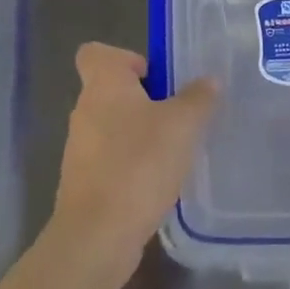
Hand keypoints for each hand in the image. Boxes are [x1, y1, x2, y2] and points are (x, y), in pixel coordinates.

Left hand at [50, 44, 218, 282]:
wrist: (97, 236)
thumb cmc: (138, 164)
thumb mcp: (181, 125)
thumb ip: (198, 99)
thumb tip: (209, 80)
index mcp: (103, 84)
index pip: (96, 52)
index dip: (126, 58)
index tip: (156, 78)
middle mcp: (85, 109)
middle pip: (112, 90)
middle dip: (145, 100)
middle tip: (179, 116)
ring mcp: (80, 148)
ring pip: (113, 127)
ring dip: (140, 135)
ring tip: (174, 152)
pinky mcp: (84, 183)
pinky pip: (111, 160)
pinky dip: (132, 166)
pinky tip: (159, 183)